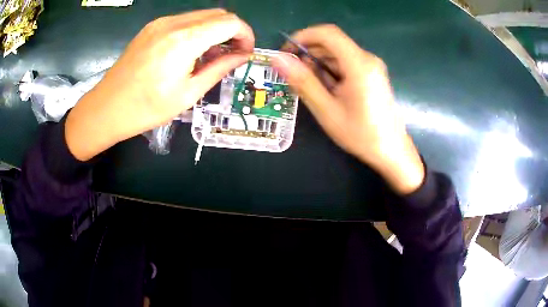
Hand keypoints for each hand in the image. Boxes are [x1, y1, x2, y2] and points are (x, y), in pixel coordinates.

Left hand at [66, 9, 253, 160]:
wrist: (107, 108)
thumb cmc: (146, 109)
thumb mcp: (188, 94)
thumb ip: (219, 69)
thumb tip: (241, 56)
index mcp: (184, 40)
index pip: (230, 23)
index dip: (246, 35)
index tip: (246, 52)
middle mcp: (173, 23)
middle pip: (218, 14)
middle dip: (233, 31)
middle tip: (232, 54)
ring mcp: (161, 23)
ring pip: (202, 15)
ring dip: (215, 30)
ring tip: (211, 55)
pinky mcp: (152, 27)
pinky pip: (185, 21)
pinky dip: (198, 31)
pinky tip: (192, 51)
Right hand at [272, 25, 423, 194]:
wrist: (391, 150)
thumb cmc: (361, 134)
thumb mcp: (327, 110)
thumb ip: (303, 82)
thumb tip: (278, 59)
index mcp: (359, 64)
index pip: (327, 33)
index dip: (303, 37)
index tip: (286, 52)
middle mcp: (367, 59)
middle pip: (332, 43)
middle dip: (309, 53)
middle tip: (294, 75)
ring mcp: (371, 66)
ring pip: (337, 53)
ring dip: (319, 64)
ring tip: (310, 87)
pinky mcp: (371, 74)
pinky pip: (346, 63)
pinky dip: (331, 71)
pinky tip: (327, 91)